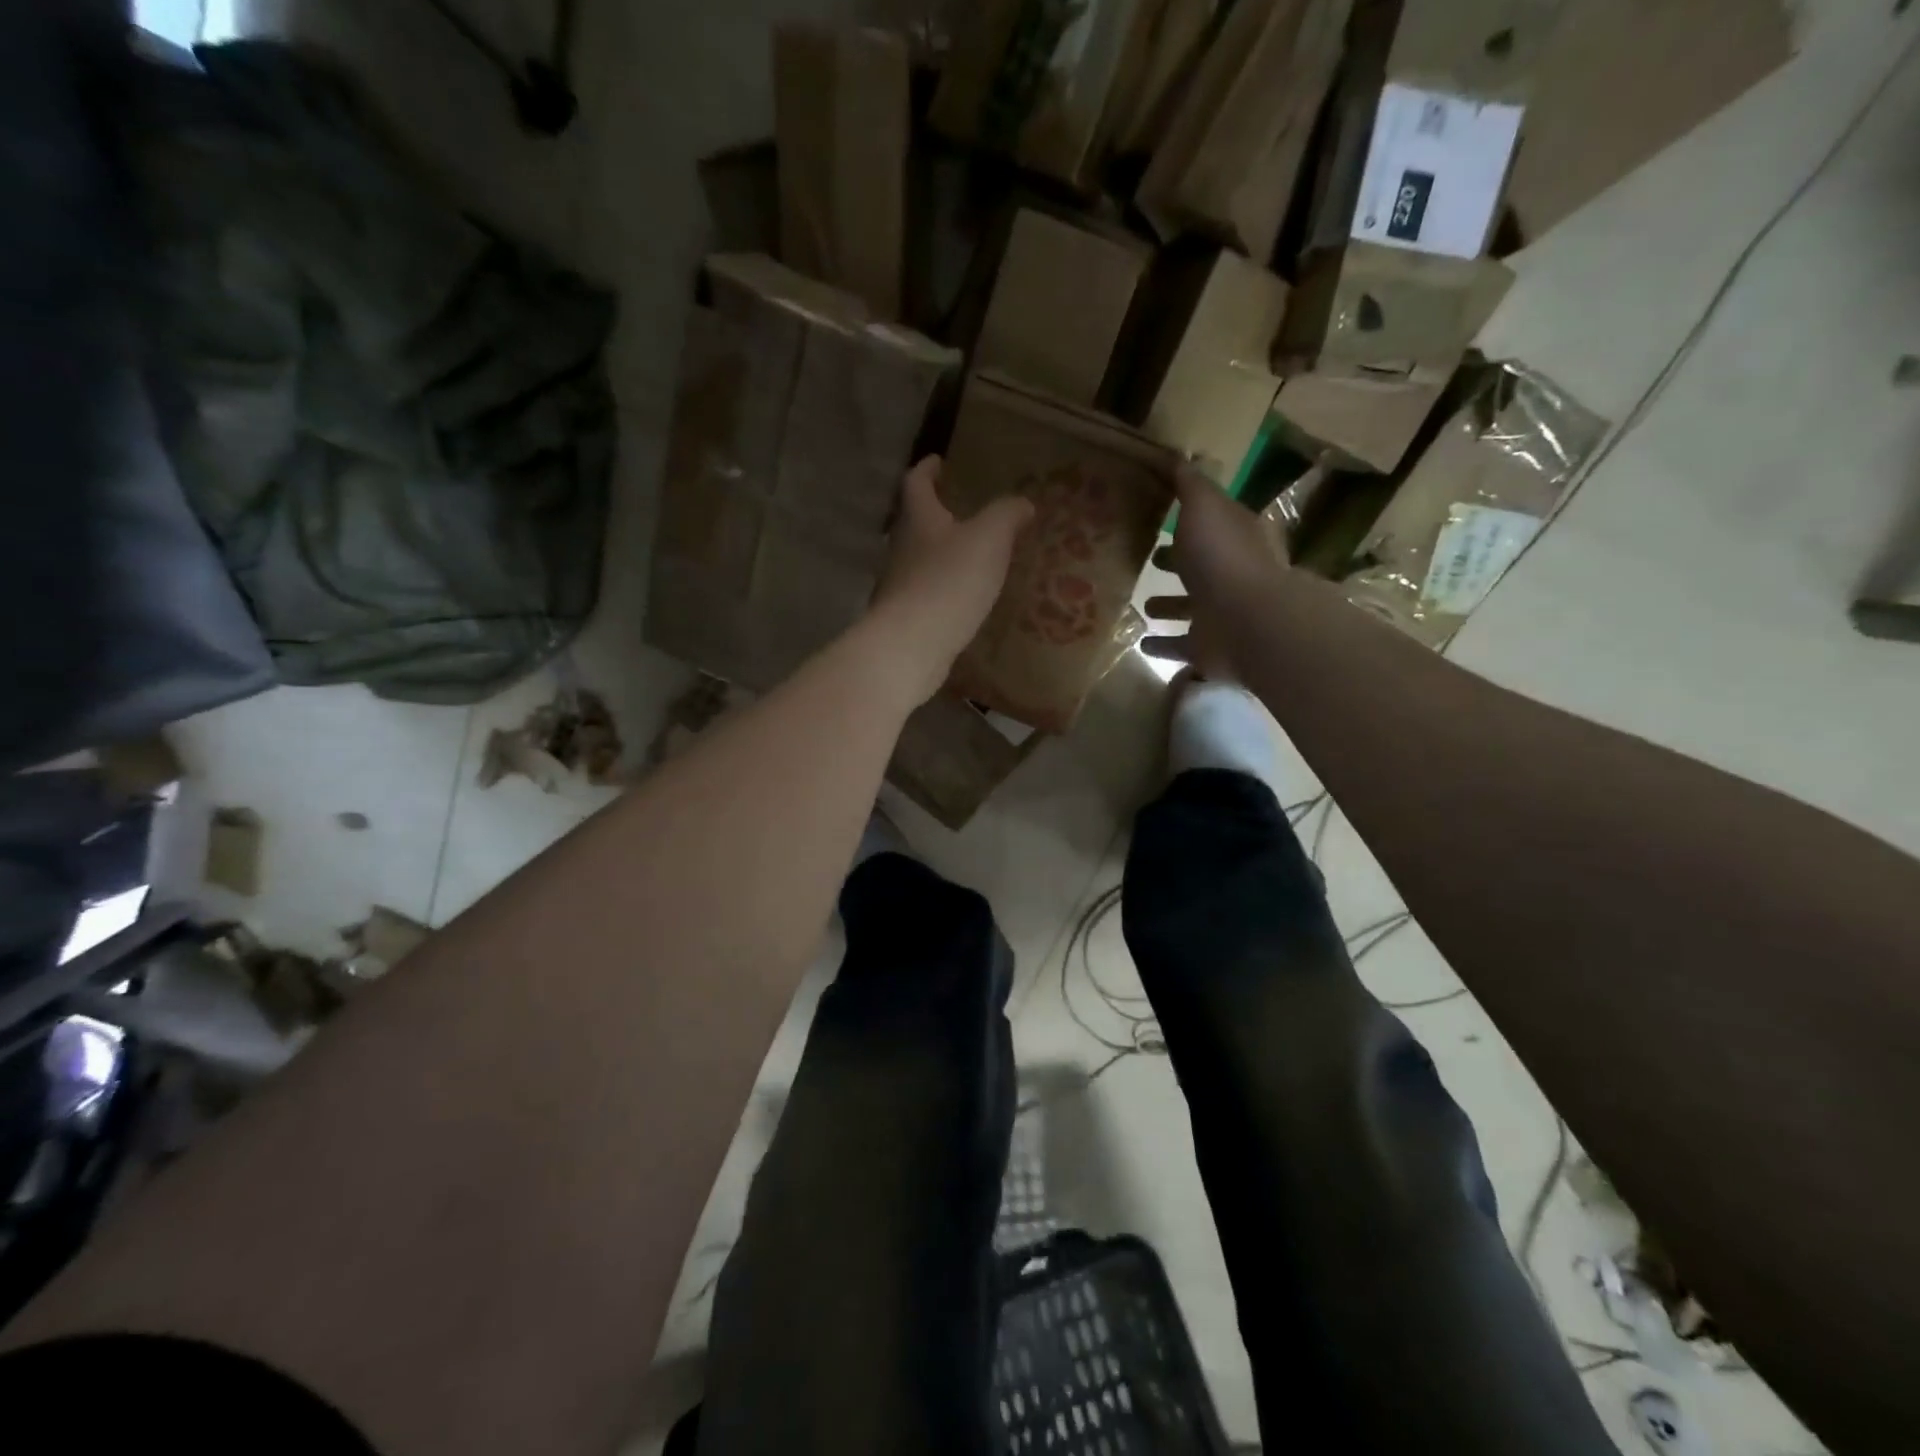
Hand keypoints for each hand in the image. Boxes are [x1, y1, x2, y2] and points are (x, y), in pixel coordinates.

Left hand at [869, 456, 1032, 702]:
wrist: (911, 645)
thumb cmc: (949, 581)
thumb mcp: (989, 539)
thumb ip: (1006, 515)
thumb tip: (1022, 502)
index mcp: (919, 519)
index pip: (916, 483)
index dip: (927, 469)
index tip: (937, 461)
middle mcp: (901, 548)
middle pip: (913, 523)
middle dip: (934, 514)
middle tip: (958, 511)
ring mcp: (898, 585)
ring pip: (917, 560)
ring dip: (938, 554)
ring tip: (967, 557)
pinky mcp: (904, 618)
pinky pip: (925, 594)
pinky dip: (941, 589)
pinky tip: (961, 600)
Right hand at [1142, 465, 1291, 678]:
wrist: (1248, 623)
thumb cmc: (1224, 558)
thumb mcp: (1205, 508)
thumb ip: (1190, 485)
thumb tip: (1178, 457)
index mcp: (1237, 539)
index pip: (1213, 524)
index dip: (1190, 520)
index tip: (1161, 517)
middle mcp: (1233, 576)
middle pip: (1202, 567)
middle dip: (1178, 563)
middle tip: (1149, 559)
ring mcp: (1222, 616)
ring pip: (1191, 609)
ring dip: (1169, 606)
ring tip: (1142, 605)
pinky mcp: (1208, 649)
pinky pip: (1181, 646)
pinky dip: (1164, 645)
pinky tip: (1142, 644)